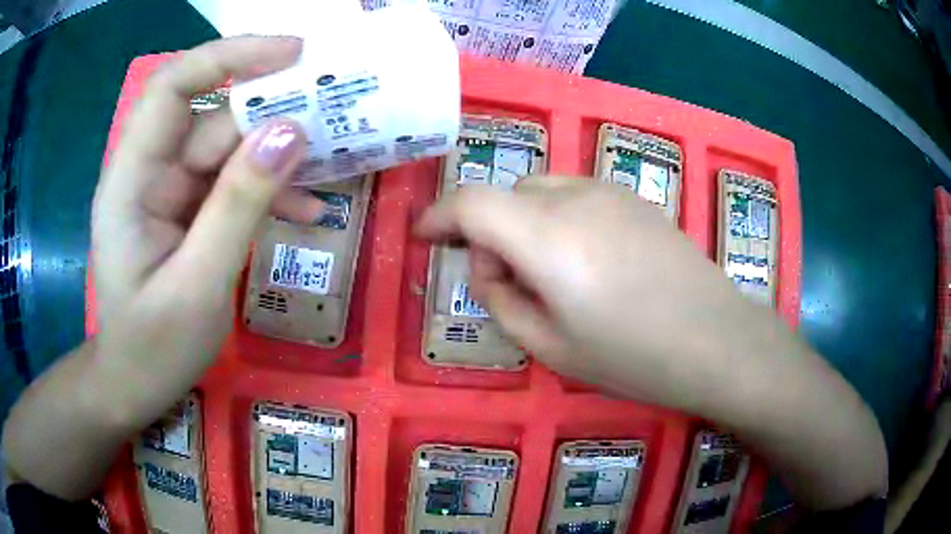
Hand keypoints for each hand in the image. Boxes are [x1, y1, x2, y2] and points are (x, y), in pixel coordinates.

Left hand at [92, 36, 319, 411]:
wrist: (135, 386)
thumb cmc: (152, 349)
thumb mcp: (197, 286)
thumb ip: (238, 207)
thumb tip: (291, 132)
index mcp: (131, 181)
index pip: (173, 87)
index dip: (229, 56)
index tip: (293, 53)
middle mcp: (149, 173)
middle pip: (211, 118)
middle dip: (270, 111)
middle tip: (336, 110)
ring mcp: (170, 193)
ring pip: (229, 151)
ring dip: (279, 156)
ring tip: (334, 167)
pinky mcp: (189, 212)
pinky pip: (233, 186)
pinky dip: (270, 192)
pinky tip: (309, 212)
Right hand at [416, 177, 774, 407]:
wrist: (718, 340)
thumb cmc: (634, 357)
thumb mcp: (551, 348)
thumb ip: (503, 302)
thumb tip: (491, 271)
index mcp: (547, 237)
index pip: (471, 203)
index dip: (438, 215)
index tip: (424, 237)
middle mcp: (575, 198)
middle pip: (506, 196)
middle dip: (490, 234)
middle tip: (509, 284)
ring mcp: (610, 192)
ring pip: (540, 192)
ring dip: (524, 224)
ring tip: (551, 275)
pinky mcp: (635, 198)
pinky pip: (575, 195)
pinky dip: (557, 219)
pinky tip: (587, 261)